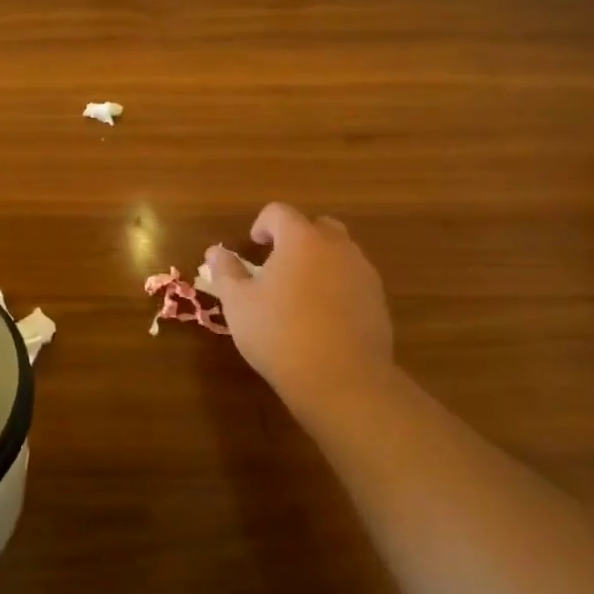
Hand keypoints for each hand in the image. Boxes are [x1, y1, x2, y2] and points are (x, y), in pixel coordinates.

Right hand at [204, 203, 395, 422]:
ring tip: (300, 293)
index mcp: (301, 239)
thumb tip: (215, 252)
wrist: (343, 380)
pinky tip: (323, 316)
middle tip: (277, 266)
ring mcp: (362, 272)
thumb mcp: (239, 304)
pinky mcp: (378, 299)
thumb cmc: (280, 334)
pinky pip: (353, 279)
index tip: (253, 247)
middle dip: (296, 238)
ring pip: (339, 252)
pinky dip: (337, 285)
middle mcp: (337, 246)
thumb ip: (226, 272)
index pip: (279, 212)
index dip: (262, 224)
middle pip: (316, 226)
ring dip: (319, 261)